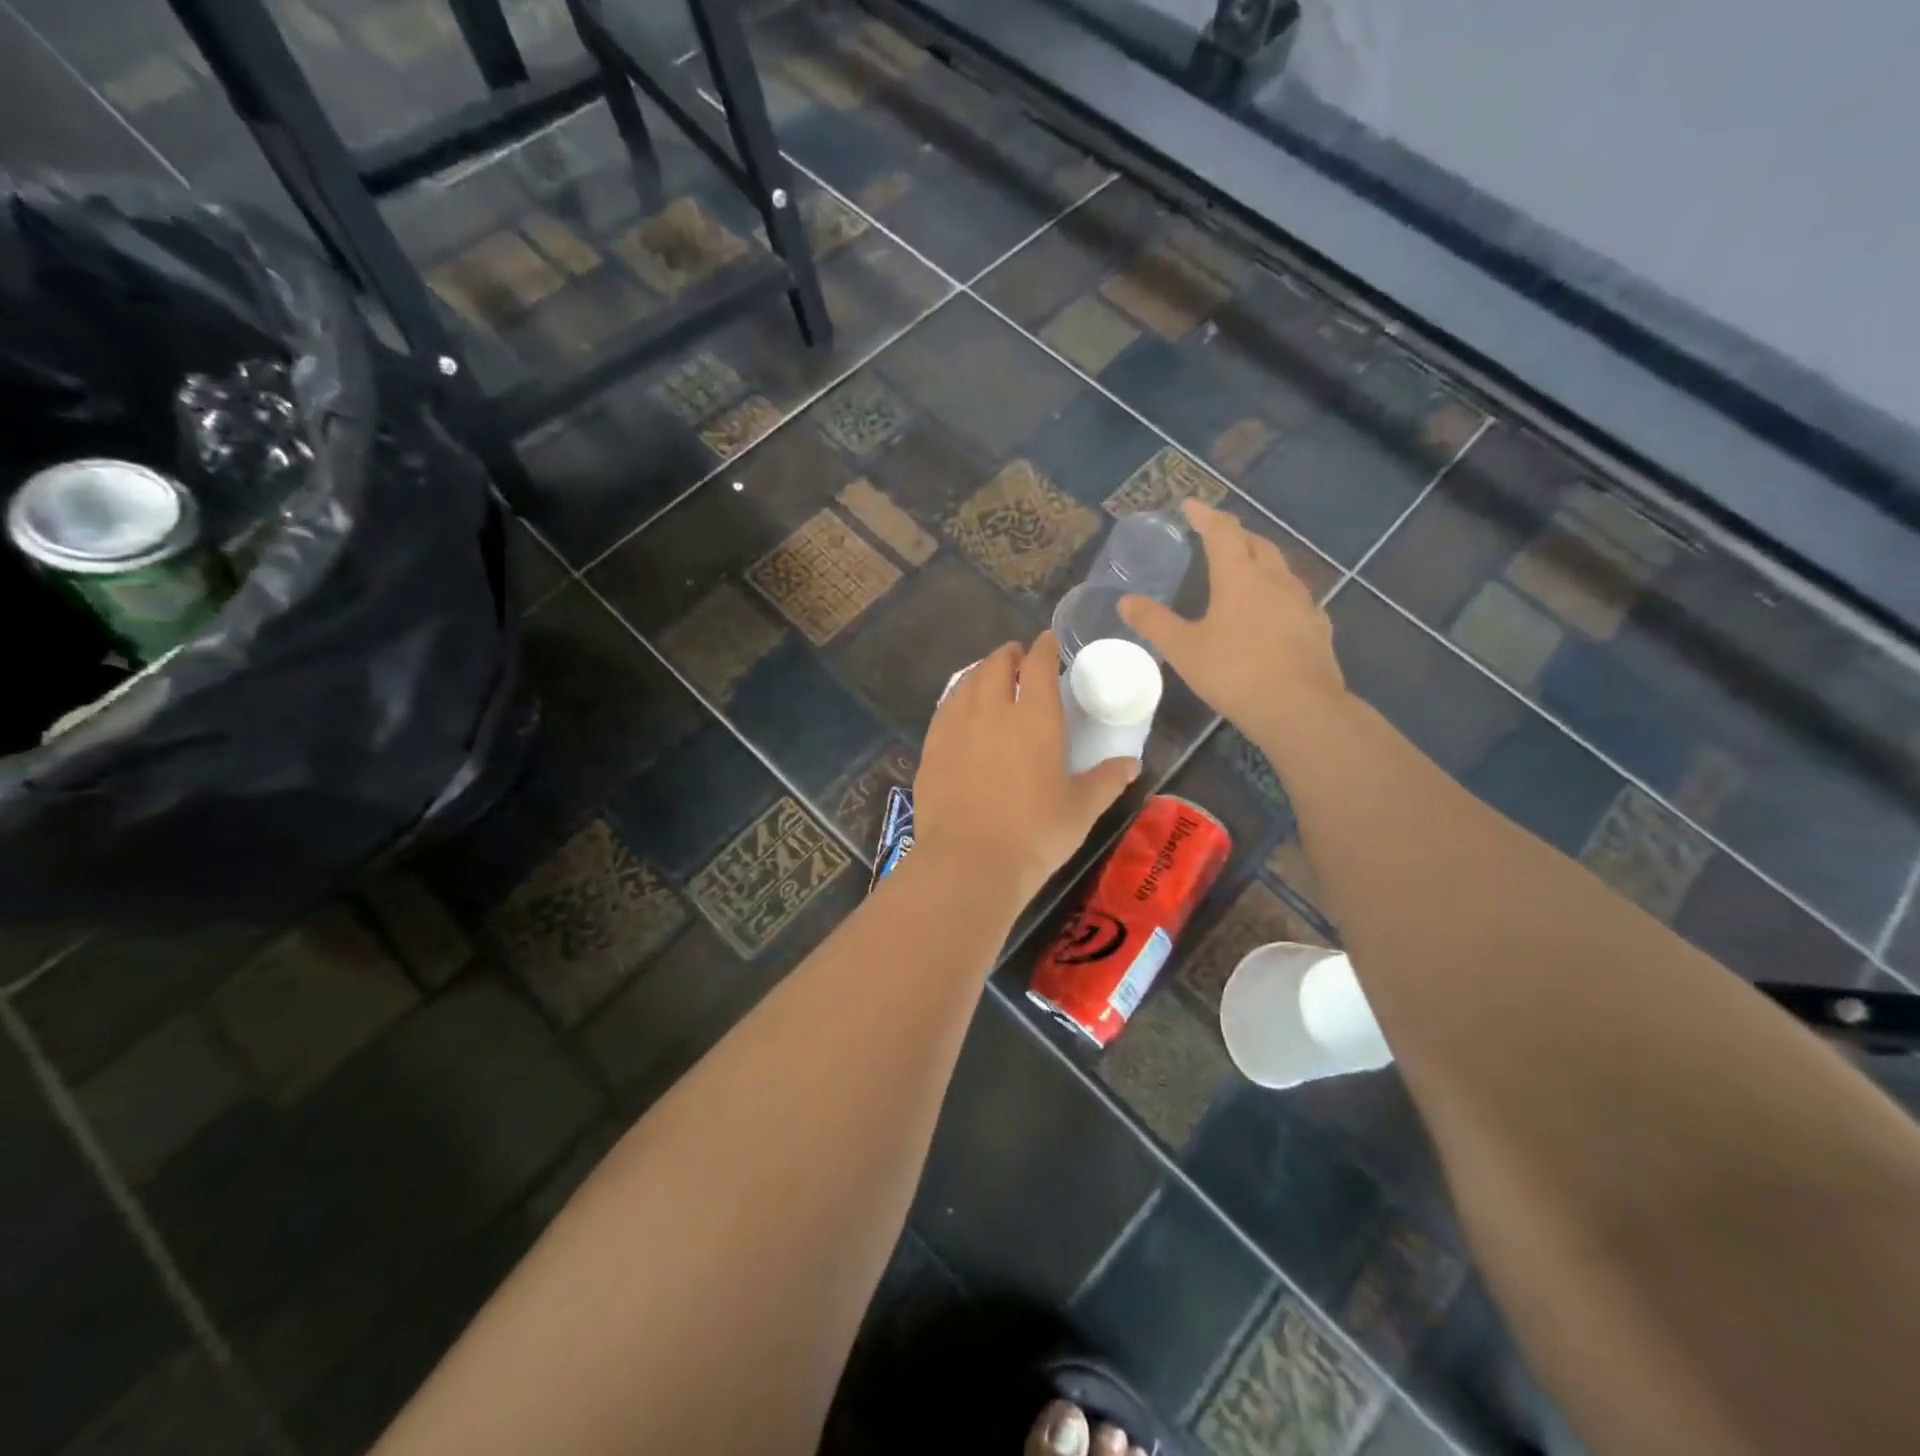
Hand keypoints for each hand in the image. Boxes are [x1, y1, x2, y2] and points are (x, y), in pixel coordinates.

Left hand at [913, 632, 1138, 905]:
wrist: (969, 861)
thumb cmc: (1035, 834)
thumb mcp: (1080, 810)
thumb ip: (1106, 781)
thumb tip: (1131, 764)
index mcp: (1035, 718)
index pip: (1039, 666)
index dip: (1044, 648)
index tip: (1048, 641)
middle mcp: (993, 711)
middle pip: (997, 665)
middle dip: (1009, 654)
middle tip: (1017, 657)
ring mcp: (956, 727)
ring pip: (967, 682)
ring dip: (981, 672)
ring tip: (989, 677)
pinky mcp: (932, 747)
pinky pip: (945, 708)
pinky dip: (957, 698)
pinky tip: (960, 709)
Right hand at [1120, 498, 1343, 742]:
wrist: (1299, 708)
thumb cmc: (1234, 672)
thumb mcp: (1183, 649)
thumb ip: (1154, 622)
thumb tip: (1125, 601)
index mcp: (1239, 577)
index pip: (1221, 532)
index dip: (1205, 515)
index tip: (1191, 505)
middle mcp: (1274, 579)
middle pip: (1256, 544)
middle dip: (1235, 535)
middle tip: (1217, 537)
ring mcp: (1302, 602)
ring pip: (1280, 568)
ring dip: (1260, 561)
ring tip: (1244, 570)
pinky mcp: (1317, 627)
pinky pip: (1295, 597)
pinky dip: (1277, 592)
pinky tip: (1273, 611)